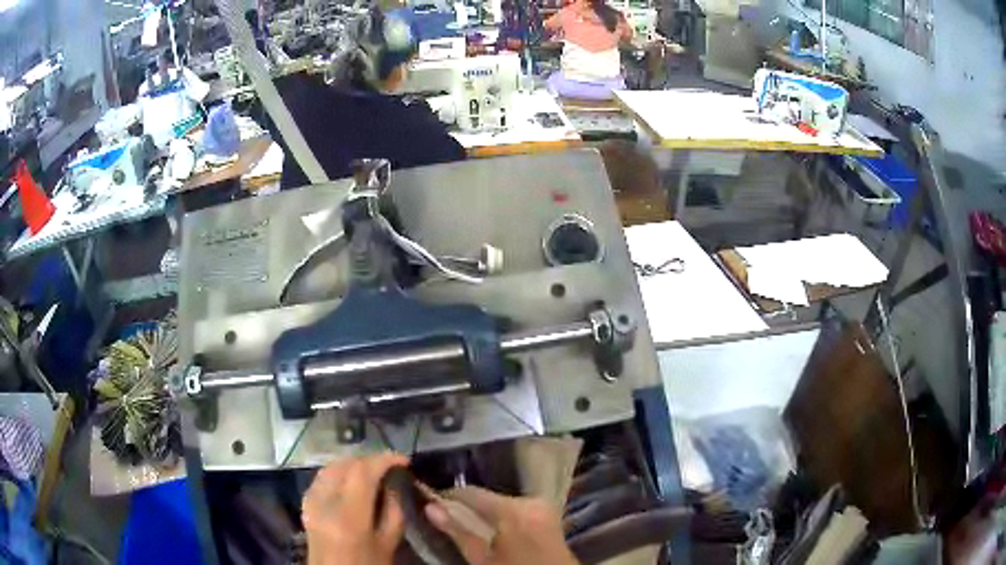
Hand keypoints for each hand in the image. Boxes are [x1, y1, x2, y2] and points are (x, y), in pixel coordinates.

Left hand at [302, 453, 409, 564]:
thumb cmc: (367, 564)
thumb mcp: (389, 542)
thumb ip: (394, 509)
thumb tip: (396, 481)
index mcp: (348, 516)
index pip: (363, 472)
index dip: (384, 459)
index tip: (404, 461)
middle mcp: (324, 501)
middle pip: (346, 464)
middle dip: (371, 460)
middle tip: (391, 467)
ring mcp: (310, 500)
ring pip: (332, 466)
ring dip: (355, 464)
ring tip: (374, 472)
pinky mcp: (305, 502)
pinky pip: (323, 476)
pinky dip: (340, 472)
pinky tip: (353, 481)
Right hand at [425, 486, 578, 564]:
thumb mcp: (482, 560)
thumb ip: (458, 532)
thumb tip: (430, 507)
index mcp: (514, 510)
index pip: (471, 493)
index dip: (448, 497)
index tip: (431, 504)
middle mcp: (531, 500)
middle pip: (488, 497)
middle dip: (467, 507)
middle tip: (446, 518)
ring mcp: (543, 506)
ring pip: (502, 502)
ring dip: (484, 512)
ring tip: (467, 526)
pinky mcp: (549, 514)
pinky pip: (517, 508)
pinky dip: (502, 517)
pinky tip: (492, 531)